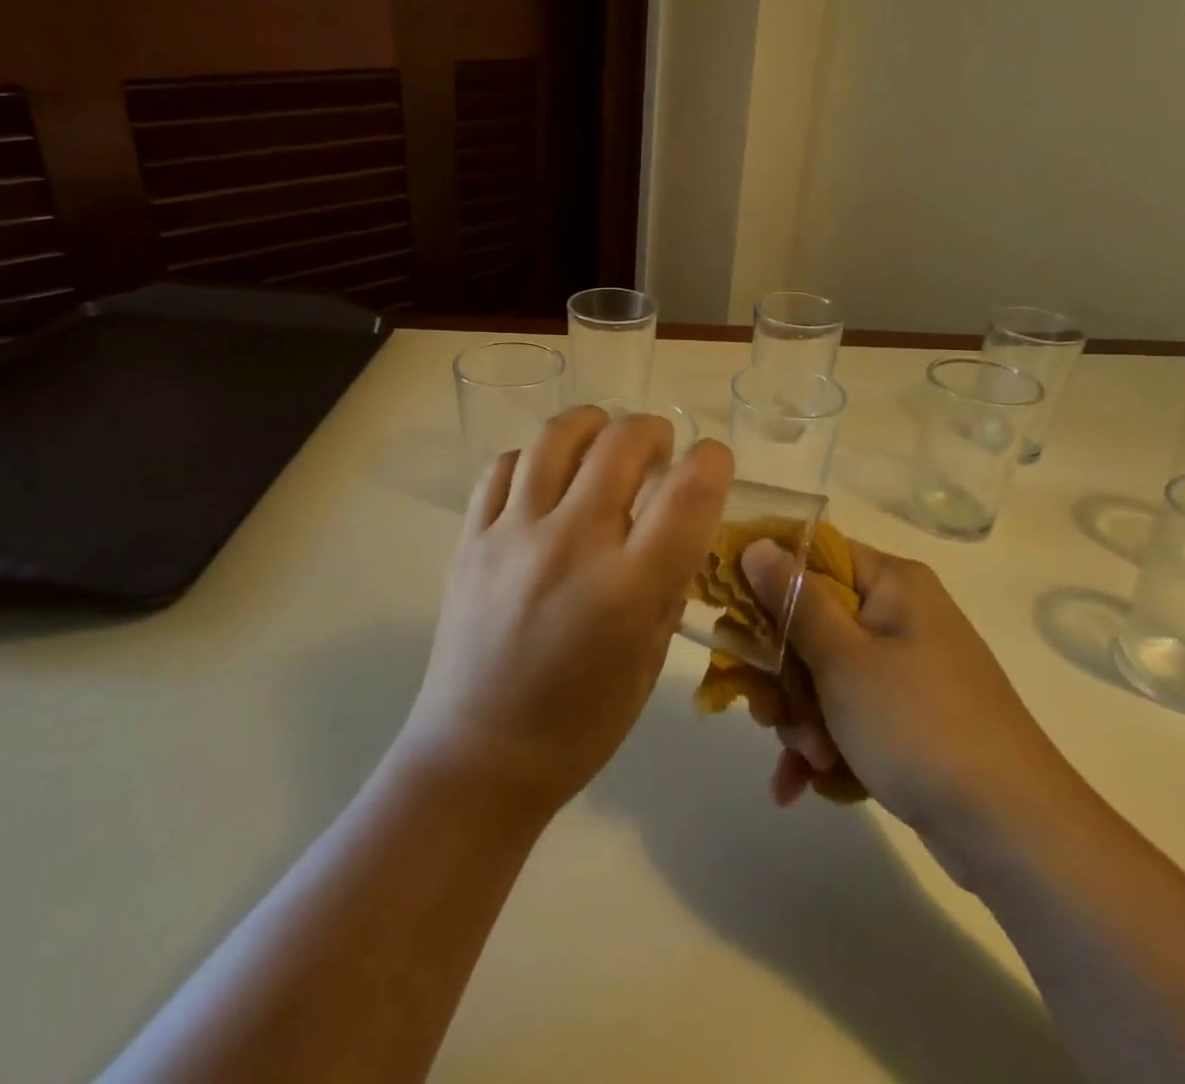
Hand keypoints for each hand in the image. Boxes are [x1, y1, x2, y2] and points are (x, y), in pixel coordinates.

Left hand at [400, 408, 732, 817]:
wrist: (478, 757)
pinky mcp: (471, 537)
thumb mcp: (650, 662)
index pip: (688, 493)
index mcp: (628, 588)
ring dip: (593, 427)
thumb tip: (678, 529)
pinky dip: (533, 459)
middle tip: (659, 449)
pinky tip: (543, 480)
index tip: (713, 462)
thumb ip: (668, 586)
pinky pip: (503, 466)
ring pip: (556, 437)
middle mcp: (571, 545)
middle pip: (622, 442)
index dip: (712, 461)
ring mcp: (513, 535)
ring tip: (601, 445)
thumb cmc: (580, 725)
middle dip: (654, 430)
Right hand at [741, 538, 1080, 875]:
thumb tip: (758, 543)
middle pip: (813, 621)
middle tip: (766, 710)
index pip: (815, 553)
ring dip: (802, 718)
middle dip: (783, 673)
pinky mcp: (909, 720)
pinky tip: (802, 785)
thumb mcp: (844, 660)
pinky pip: (848, 715)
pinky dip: (825, 746)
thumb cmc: (920, 725)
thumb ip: (795, 600)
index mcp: (893, 584)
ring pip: (824, 674)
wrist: (1014, 834)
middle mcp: (900, 617)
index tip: (726, 606)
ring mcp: (906, 671)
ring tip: (808, 759)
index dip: (766, 575)